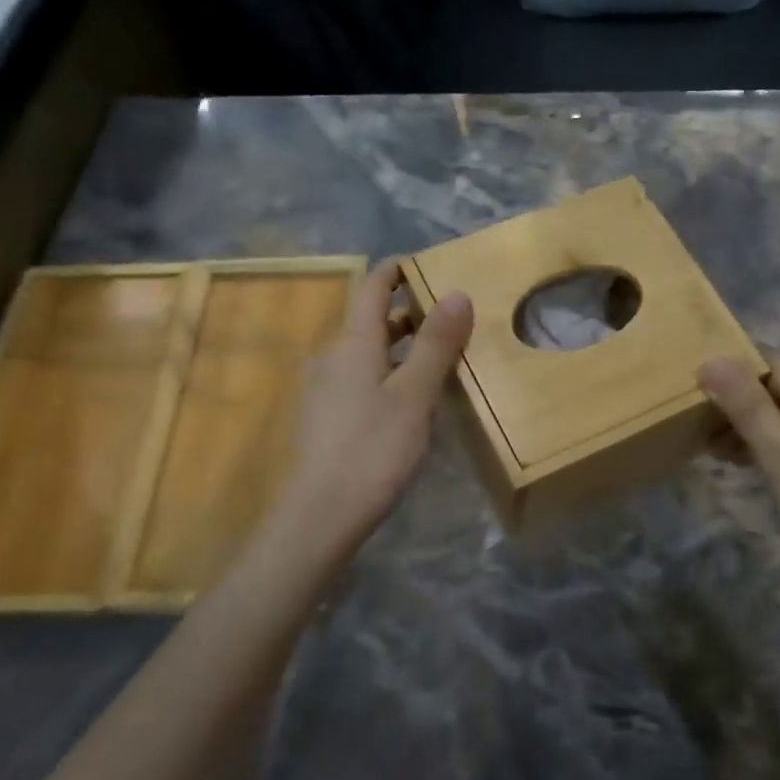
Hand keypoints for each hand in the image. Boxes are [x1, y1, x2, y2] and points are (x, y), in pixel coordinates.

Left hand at [275, 260, 472, 554]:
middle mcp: (332, 357)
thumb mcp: (415, 395)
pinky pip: (360, 379)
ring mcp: (324, 389)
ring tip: (437, 358)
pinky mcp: (325, 418)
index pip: (372, 288)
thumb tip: (457, 293)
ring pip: (366, 353)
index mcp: (353, 343)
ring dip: (400, 347)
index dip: (396, 271)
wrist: (322, 514)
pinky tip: (409, 400)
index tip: (425, 264)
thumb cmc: (373, 448)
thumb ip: (436, 344)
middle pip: (370, 321)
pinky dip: (387, 374)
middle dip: (408, 313)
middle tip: (448, 317)